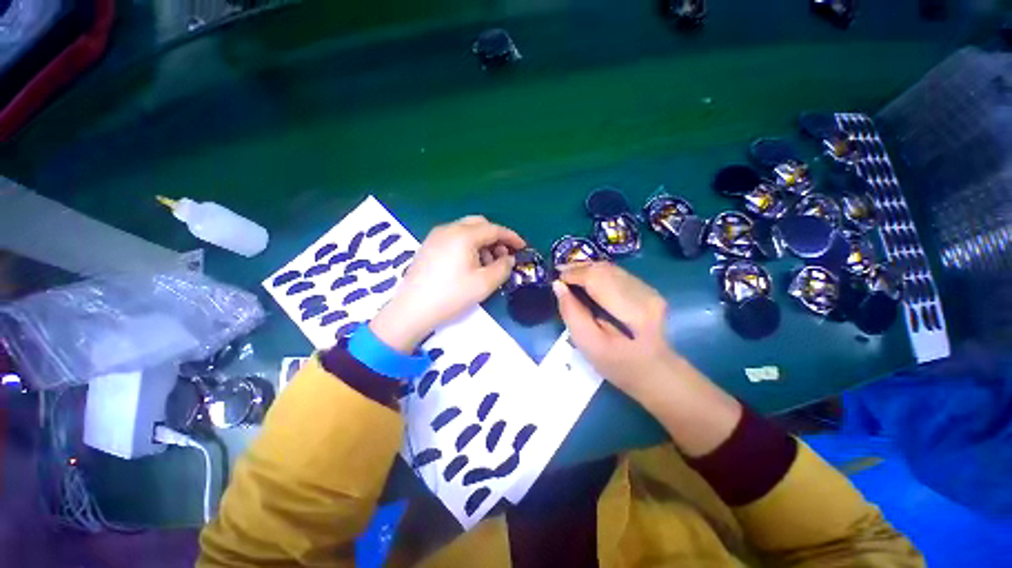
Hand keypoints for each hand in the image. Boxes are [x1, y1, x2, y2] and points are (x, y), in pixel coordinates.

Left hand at [370, 216, 524, 352]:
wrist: (413, 309)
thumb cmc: (451, 295)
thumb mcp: (484, 284)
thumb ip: (503, 268)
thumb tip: (509, 259)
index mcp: (463, 235)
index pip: (494, 229)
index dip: (511, 237)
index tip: (522, 247)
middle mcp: (449, 229)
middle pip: (479, 224)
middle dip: (495, 237)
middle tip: (504, 256)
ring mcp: (436, 236)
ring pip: (466, 230)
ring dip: (482, 241)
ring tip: (487, 263)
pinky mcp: (429, 246)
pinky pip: (454, 238)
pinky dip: (468, 245)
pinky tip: (469, 263)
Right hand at [552, 262, 676, 397]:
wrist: (654, 372)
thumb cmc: (618, 365)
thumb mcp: (587, 344)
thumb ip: (571, 313)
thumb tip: (558, 286)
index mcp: (631, 310)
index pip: (597, 278)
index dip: (574, 274)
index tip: (556, 278)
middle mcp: (643, 293)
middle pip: (605, 269)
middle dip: (579, 268)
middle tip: (559, 273)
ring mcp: (649, 290)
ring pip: (611, 268)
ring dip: (588, 269)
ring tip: (569, 275)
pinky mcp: (648, 290)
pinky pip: (617, 274)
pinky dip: (598, 274)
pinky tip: (587, 281)